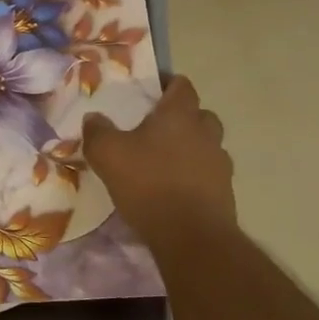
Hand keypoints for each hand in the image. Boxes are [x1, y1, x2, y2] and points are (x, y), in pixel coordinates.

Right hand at [82, 75, 234, 236]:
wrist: (191, 236)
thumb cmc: (148, 184)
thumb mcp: (107, 154)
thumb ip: (97, 131)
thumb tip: (94, 118)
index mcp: (179, 115)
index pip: (182, 86)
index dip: (168, 84)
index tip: (151, 90)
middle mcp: (205, 133)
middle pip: (199, 114)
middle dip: (181, 116)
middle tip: (156, 127)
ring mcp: (219, 163)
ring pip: (206, 144)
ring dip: (190, 147)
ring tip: (163, 161)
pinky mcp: (224, 192)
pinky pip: (208, 173)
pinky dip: (194, 174)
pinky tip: (173, 188)